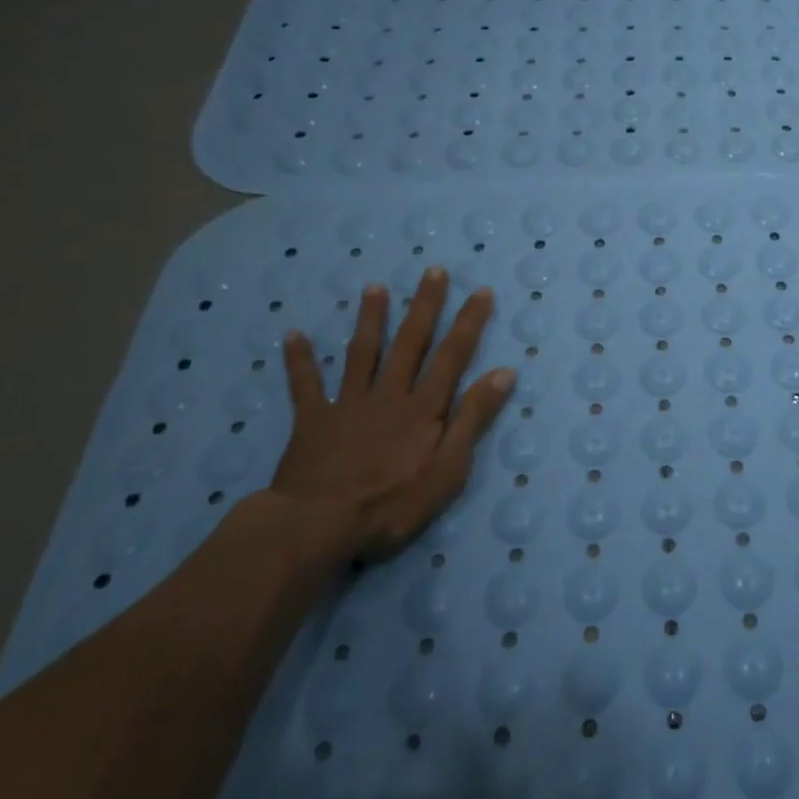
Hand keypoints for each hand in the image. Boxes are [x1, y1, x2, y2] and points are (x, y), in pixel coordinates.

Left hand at [272, 267, 514, 558]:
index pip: (452, 356)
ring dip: (370, 319)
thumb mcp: (448, 470)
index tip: (481, 291)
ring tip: (374, 287)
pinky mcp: (313, 422)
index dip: (469, 322)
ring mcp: (348, 405)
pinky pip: (305, 386)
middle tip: (433, 271)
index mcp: (424, 408)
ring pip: (362, 353)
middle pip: (410, 343)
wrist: (317, 527)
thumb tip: (504, 373)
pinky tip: (293, 335)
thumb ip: (473, 419)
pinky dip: (300, 361)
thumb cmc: (391, 505)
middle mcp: (389, 395)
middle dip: (425, 305)